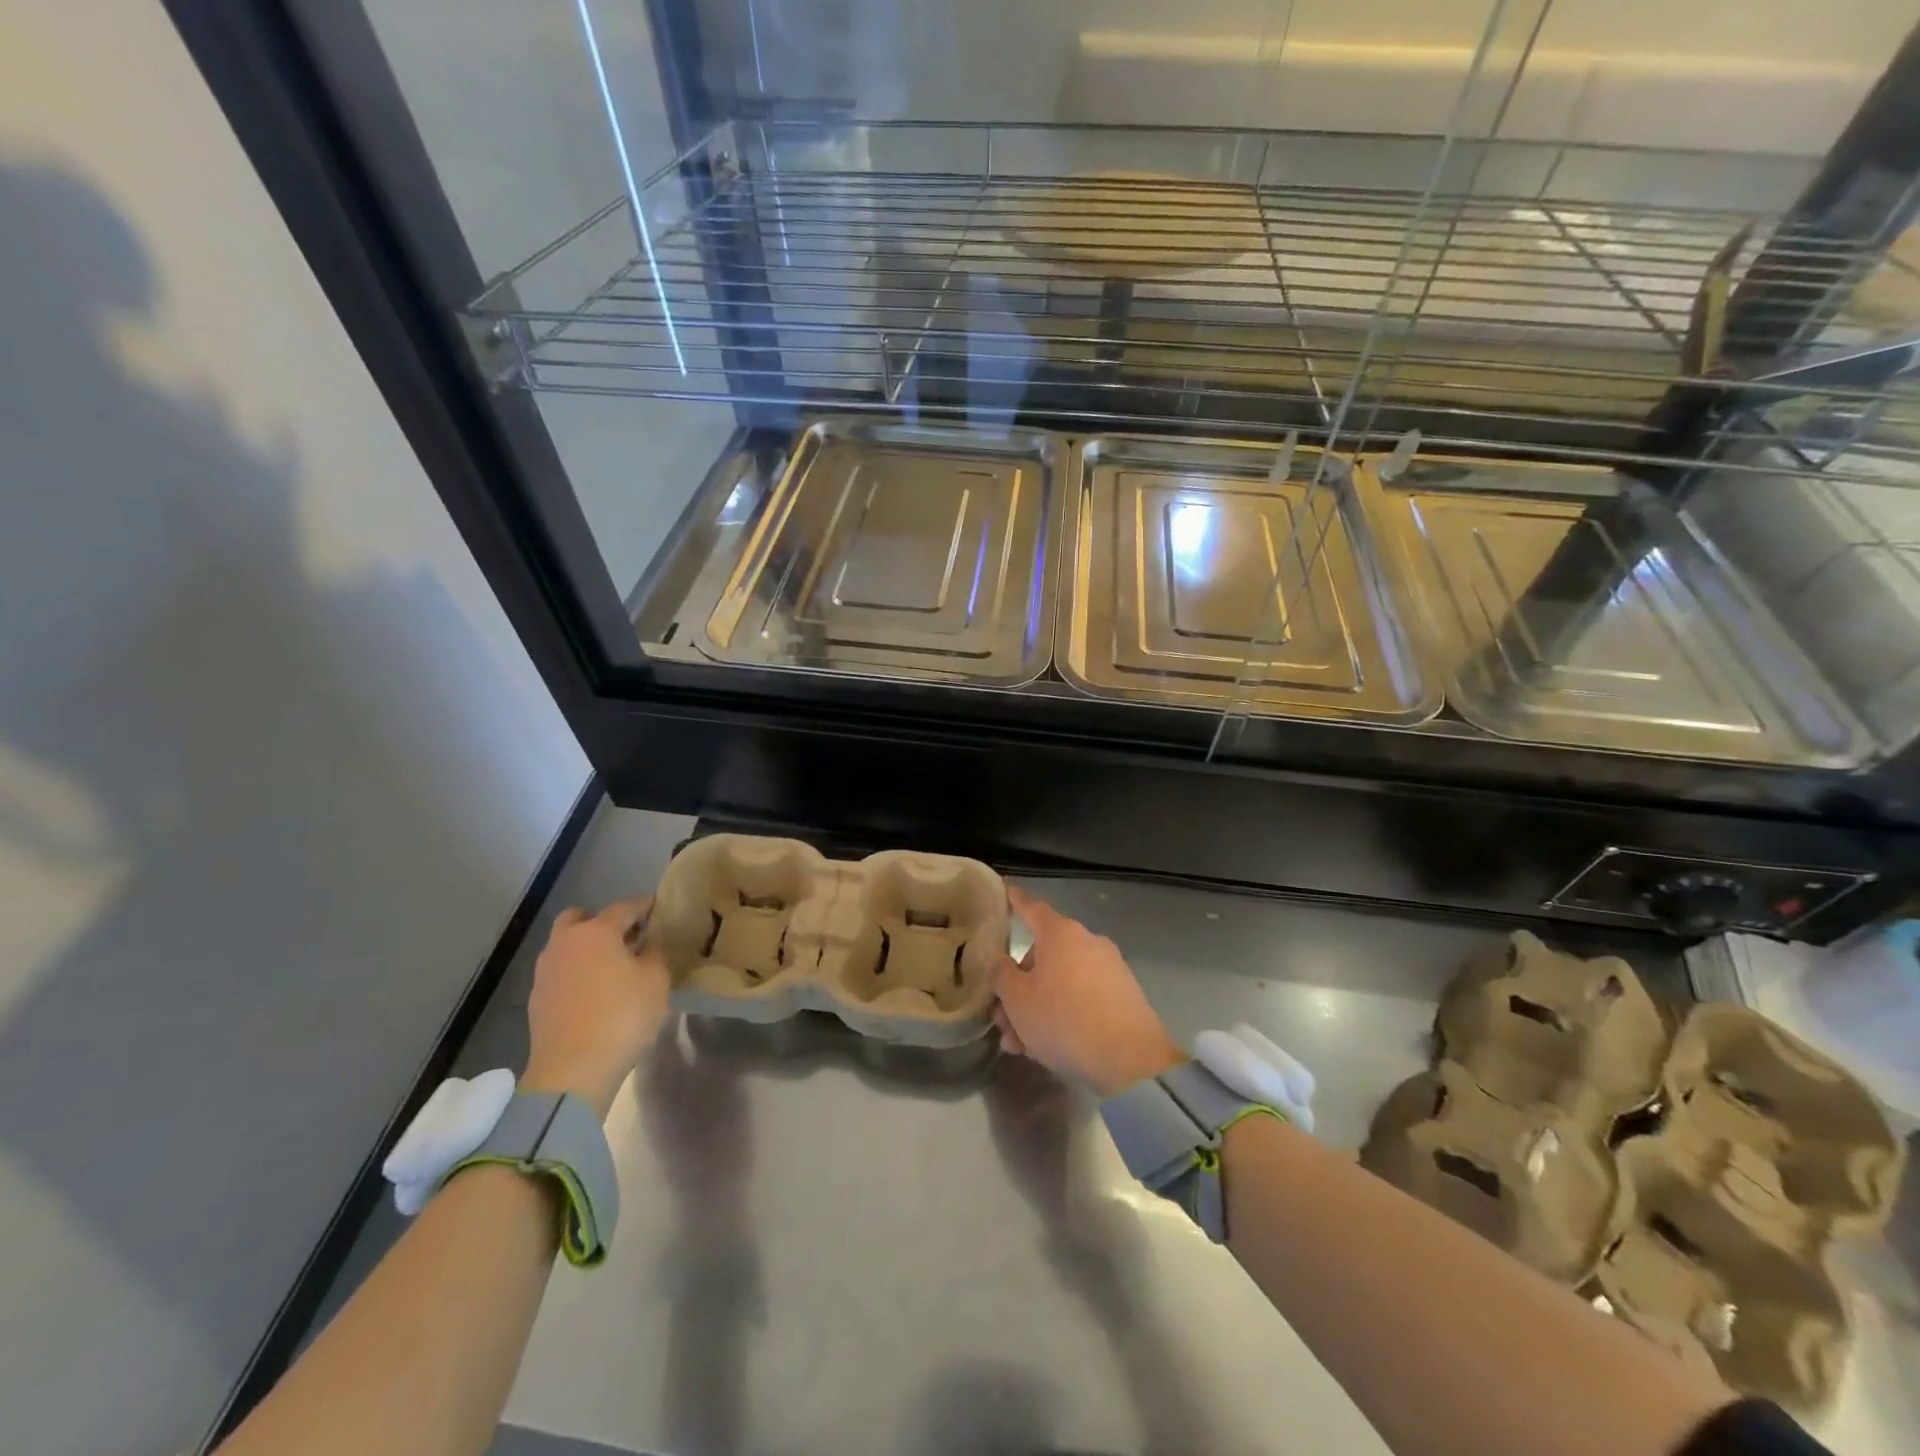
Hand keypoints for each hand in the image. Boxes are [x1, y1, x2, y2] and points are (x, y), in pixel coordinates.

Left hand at [523, 898, 668, 1119]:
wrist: (572, 1070)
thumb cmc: (623, 1016)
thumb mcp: (656, 980)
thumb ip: (655, 952)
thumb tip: (650, 939)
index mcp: (596, 932)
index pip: (624, 908)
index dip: (644, 906)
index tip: (658, 908)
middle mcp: (565, 943)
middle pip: (581, 918)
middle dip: (603, 922)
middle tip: (627, 937)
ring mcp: (546, 971)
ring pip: (567, 945)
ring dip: (587, 948)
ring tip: (613, 966)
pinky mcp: (537, 998)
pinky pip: (561, 971)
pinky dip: (577, 972)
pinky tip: (595, 991)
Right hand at [993, 885, 1183, 1096]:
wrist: (1129, 1059)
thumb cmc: (1064, 1019)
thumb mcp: (1017, 999)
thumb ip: (1001, 974)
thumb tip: (998, 961)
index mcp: (1061, 934)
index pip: (1032, 909)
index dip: (1015, 901)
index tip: (1006, 890)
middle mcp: (1087, 943)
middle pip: (1043, 957)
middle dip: (1018, 987)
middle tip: (1002, 1019)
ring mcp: (1109, 970)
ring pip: (1060, 984)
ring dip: (1036, 1009)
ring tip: (1018, 1044)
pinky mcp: (1123, 998)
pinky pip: (1082, 1000)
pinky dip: (1062, 1016)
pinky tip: (1045, 1048)